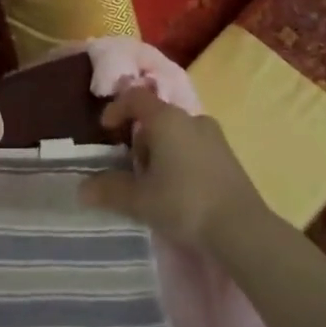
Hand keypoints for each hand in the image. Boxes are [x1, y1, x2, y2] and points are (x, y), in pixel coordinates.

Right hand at [81, 87, 267, 250]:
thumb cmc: (184, 203)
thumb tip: (82, 189)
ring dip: (160, 151)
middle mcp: (192, 119)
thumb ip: (109, 190)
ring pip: (177, 133)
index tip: (106, 130)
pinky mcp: (229, 157)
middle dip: (139, 139)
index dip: (116, 109)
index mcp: (167, 119)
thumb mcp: (139, 200)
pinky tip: (180, 191)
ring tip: (155, 184)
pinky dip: (180, 160)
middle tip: (131, 169)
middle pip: (156, 117)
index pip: (135, 97)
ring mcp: (215, 137)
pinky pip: (195, 147)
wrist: (243, 229)